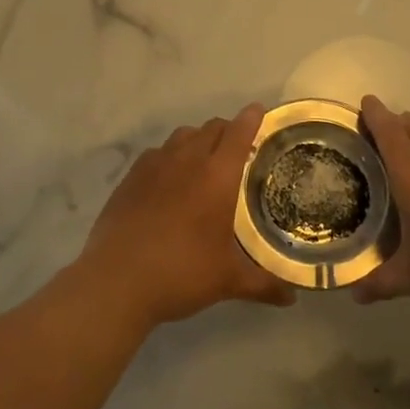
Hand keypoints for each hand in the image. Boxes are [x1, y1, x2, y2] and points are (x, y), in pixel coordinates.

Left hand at [68, 104, 294, 331]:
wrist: (117, 281)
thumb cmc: (182, 274)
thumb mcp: (228, 281)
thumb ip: (263, 284)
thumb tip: (292, 298)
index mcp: (217, 177)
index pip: (238, 133)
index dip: (251, 118)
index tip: (259, 111)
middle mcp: (187, 161)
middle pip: (211, 128)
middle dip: (227, 130)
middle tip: (237, 147)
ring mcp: (154, 166)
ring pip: (182, 136)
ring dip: (198, 139)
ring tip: (203, 159)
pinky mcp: (130, 178)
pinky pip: (156, 153)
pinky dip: (169, 156)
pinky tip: (168, 178)